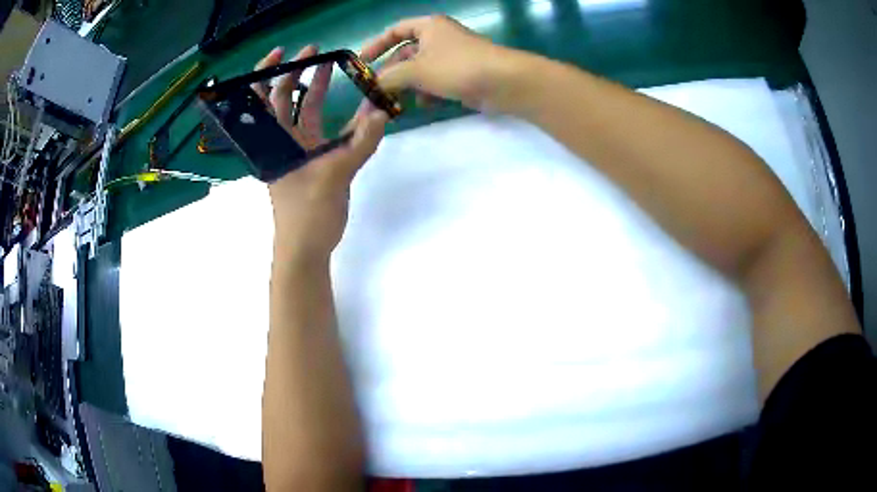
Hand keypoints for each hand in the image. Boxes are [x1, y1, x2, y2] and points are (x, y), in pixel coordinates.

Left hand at [254, 46, 388, 262]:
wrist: (306, 249)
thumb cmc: (307, 214)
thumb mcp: (334, 176)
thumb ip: (359, 143)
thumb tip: (382, 112)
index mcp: (275, 143)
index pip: (262, 101)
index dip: (266, 74)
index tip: (283, 52)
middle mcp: (282, 142)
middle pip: (283, 99)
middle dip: (296, 73)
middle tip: (316, 52)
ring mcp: (298, 150)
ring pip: (302, 112)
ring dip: (315, 90)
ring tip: (332, 67)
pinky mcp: (313, 161)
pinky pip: (323, 131)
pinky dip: (336, 116)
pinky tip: (353, 106)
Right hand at [360, 15, 530, 111]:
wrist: (504, 82)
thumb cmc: (457, 67)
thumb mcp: (416, 70)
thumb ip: (390, 77)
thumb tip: (373, 86)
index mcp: (428, 26)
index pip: (395, 30)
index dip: (377, 44)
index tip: (362, 62)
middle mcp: (439, 37)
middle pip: (406, 53)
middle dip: (392, 73)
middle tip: (377, 93)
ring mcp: (452, 56)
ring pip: (420, 70)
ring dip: (408, 85)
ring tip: (399, 103)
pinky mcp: (462, 74)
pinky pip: (436, 80)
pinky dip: (427, 91)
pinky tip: (424, 104)